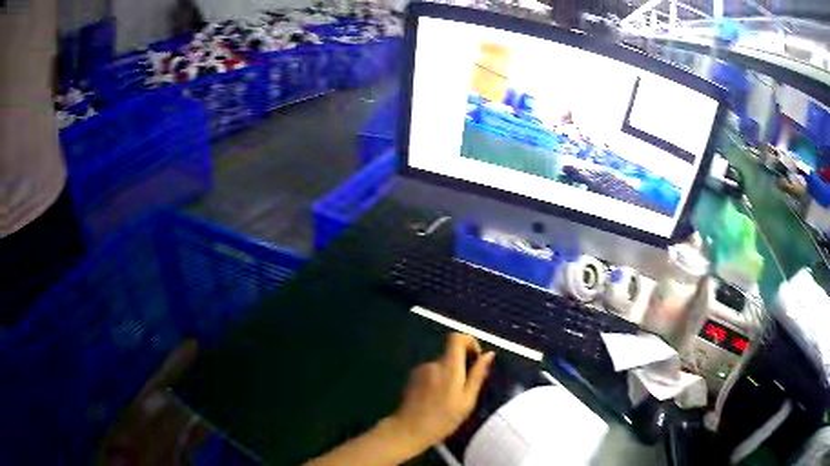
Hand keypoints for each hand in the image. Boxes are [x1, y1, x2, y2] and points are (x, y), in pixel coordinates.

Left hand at [385, 333, 494, 453]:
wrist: (409, 430)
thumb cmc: (443, 419)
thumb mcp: (467, 400)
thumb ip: (478, 375)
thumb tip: (489, 354)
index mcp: (449, 367)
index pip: (456, 338)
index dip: (469, 342)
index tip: (475, 358)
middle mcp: (433, 363)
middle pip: (450, 353)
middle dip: (460, 366)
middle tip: (465, 390)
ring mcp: (420, 370)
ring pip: (440, 365)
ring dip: (448, 376)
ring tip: (450, 399)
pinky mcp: (412, 378)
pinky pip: (430, 373)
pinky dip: (437, 381)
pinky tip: (436, 400)